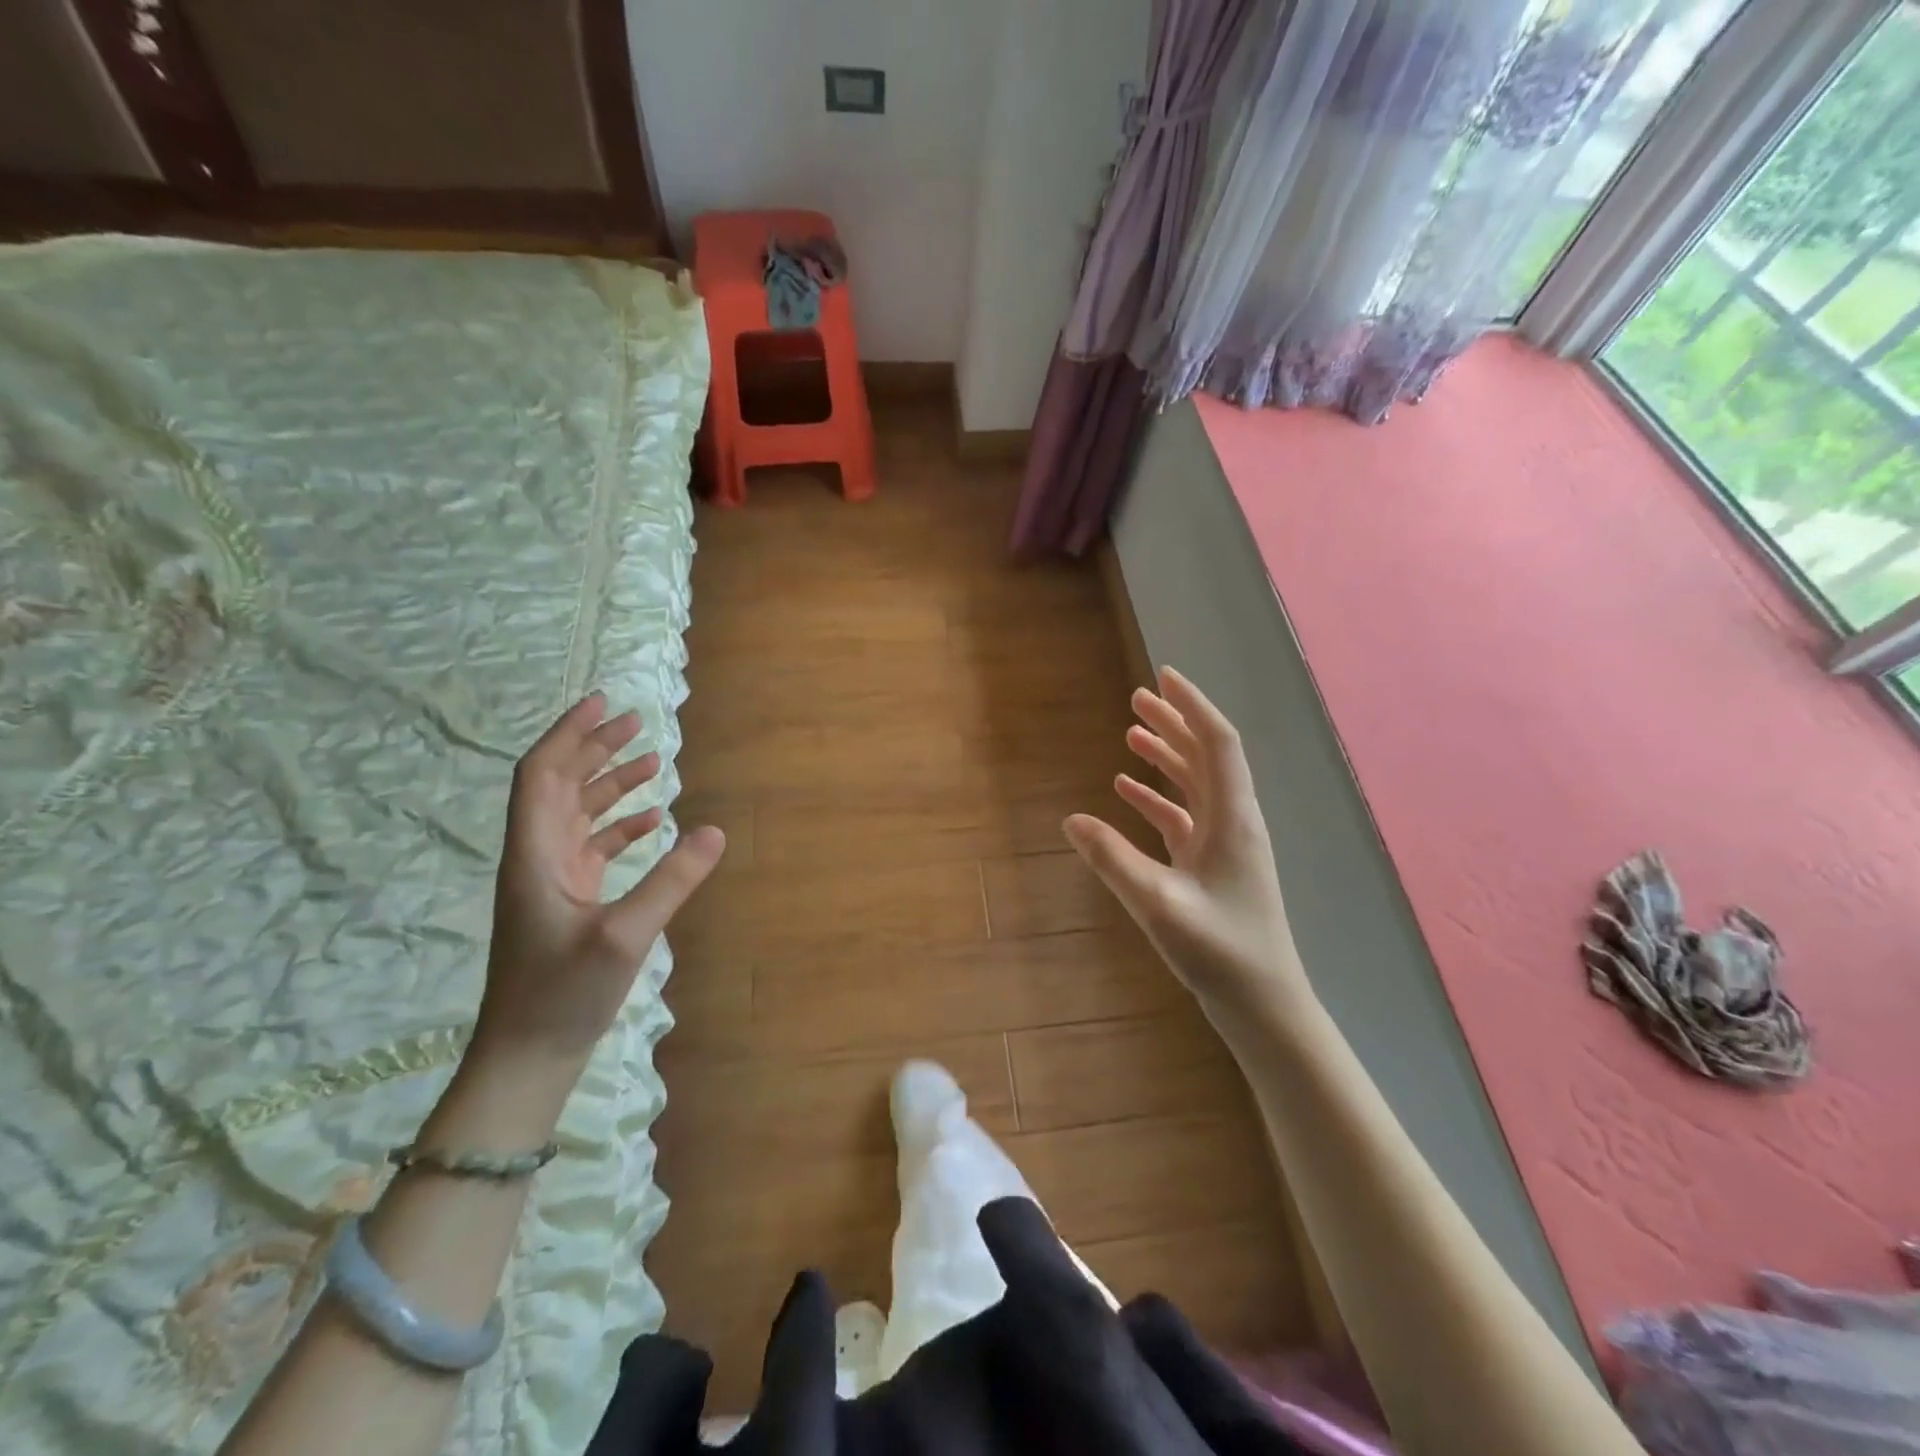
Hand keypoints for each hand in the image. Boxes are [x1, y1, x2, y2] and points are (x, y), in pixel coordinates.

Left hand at [474, 693, 724, 1067]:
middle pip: (558, 785)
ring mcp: (551, 880)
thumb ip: (671, 881)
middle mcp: (537, 857)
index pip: (542, 774)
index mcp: (535, 854)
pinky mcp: (568, 901)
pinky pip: (592, 845)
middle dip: (593, 748)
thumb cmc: (563, 994)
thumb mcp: (624, 937)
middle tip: (635, 723)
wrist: (526, 1056)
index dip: (569, 734)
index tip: (602, 703)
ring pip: (577, 813)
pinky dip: (620, 825)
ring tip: (651, 761)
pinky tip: (652, 821)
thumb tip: (714, 832)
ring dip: (609, 783)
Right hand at [1064, 668, 1309, 1018]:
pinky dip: (1158, 797)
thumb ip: (1113, 860)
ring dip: (1166, 756)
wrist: (1264, 1006)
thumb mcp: (1158, 904)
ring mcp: (1225, 845)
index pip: (1217, 743)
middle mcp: (1234, 821)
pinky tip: (1127, 791)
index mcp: (1233, 819)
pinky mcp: (1213, 866)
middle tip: (1137, 697)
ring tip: (1131, 733)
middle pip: (1206, 756)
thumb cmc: (1220, 952)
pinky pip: (1184, 816)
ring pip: (1196, 784)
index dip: (1192, 706)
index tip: (1163, 676)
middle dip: (1174, 723)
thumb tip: (1072, 820)